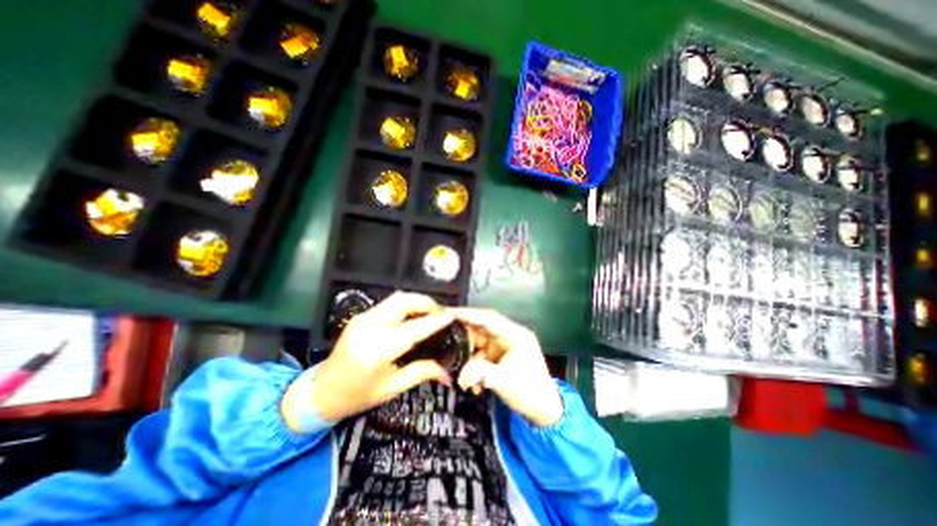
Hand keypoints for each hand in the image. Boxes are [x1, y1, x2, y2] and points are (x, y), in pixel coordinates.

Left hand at [284, 292, 455, 427]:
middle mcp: (369, 328)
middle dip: (426, 303)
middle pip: (403, 302)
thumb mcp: (391, 388)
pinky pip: (389, 303)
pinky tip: (414, 315)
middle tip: (441, 313)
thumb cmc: (357, 395)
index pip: (414, 329)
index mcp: (377, 351)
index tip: (451, 315)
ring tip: (430, 312)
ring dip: (417, 301)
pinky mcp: (361, 316)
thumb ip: (421, 373)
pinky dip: (406, 304)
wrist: (322, 391)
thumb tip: (447, 373)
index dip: (435, 321)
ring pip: (396, 298)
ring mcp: (363, 318)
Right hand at [454, 309, 562, 426]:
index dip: (469, 314)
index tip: (449, 312)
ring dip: (468, 357)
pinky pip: (481, 355)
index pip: (489, 318)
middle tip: (445, 338)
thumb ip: (481, 373)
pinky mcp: (499, 357)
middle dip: (464, 336)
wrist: (543, 410)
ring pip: (479, 343)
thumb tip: (461, 375)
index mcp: (515, 335)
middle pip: (482, 328)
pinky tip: (473, 383)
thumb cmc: (530, 392)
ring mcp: (503, 347)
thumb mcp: (505, 381)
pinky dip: (474, 366)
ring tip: (460, 370)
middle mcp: (508, 336)